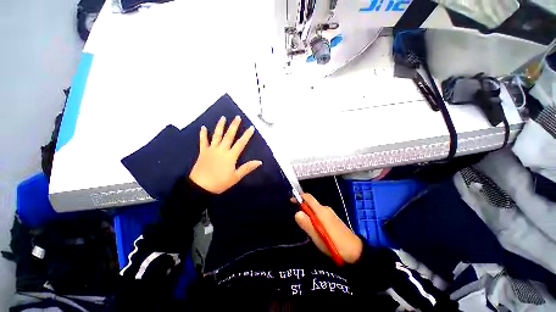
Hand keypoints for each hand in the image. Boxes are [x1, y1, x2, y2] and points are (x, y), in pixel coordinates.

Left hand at [189, 115, 261, 193]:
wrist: (200, 186)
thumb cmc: (220, 182)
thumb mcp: (236, 177)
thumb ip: (247, 168)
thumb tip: (259, 162)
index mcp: (230, 156)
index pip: (241, 143)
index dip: (247, 135)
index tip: (251, 127)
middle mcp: (222, 150)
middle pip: (229, 136)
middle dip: (234, 126)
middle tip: (237, 117)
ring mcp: (211, 149)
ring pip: (217, 135)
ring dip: (220, 126)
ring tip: (223, 117)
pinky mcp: (203, 152)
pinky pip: (203, 141)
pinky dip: (203, 134)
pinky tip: (203, 127)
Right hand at [295, 193, 362, 263]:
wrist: (355, 252)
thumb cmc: (334, 244)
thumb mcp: (318, 236)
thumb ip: (307, 224)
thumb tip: (296, 212)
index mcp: (322, 211)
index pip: (308, 198)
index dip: (299, 197)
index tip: (291, 201)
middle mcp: (326, 209)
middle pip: (311, 204)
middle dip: (303, 208)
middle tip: (298, 220)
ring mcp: (331, 214)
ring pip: (315, 210)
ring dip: (308, 214)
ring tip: (305, 226)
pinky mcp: (333, 220)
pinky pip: (320, 215)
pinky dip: (314, 218)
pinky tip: (315, 228)